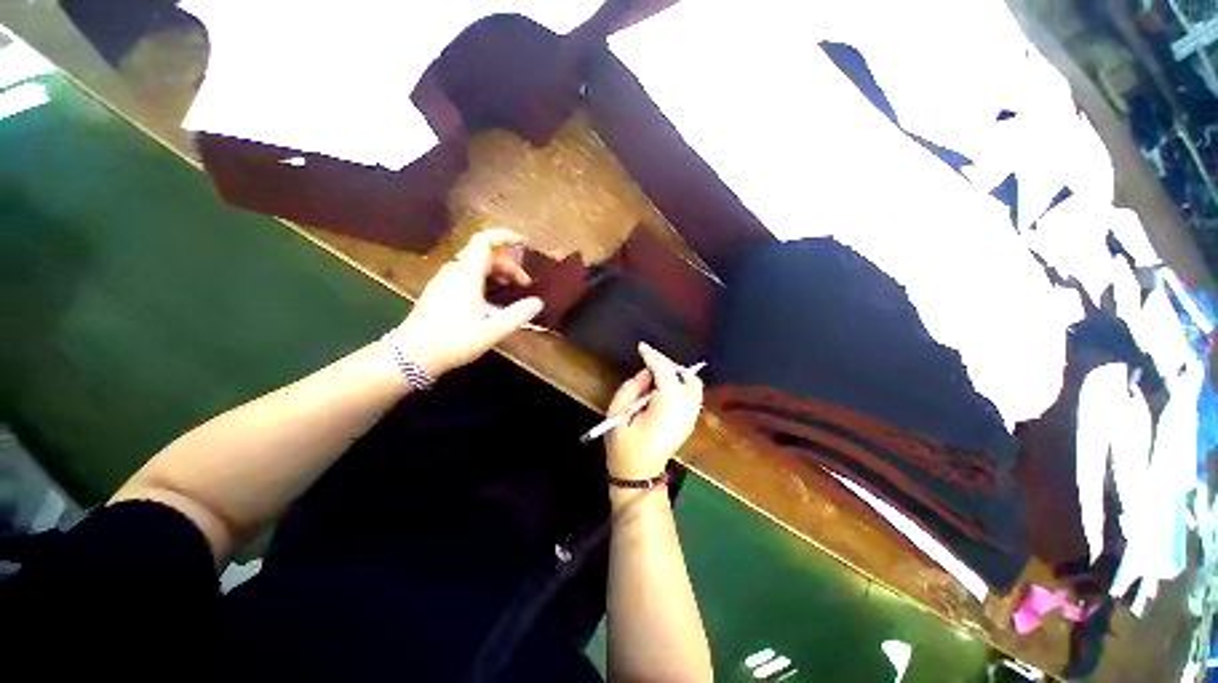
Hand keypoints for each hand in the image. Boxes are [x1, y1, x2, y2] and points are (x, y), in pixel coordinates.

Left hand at [394, 229, 543, 377]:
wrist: (411, 356)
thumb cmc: (453, 341)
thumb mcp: (492, 331)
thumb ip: (517, 315)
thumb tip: (538, 302)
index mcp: (466, 276)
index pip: (484, 241)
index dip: (504, 236)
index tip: (523, 243)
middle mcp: (453, 272)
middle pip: (483, 254)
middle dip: (507, 263)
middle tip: (524, 283)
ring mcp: (442, 281)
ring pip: (473, 264)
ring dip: (495, 271)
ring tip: (510, 288)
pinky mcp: (438, 291)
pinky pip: (464, 274)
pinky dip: (482, 278)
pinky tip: (489, 299)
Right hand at [606, 343, 703, 480]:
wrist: (639, 476)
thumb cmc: (623, 447)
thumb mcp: (617, 415)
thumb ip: (631, 388)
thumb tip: (645, 372)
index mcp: (666, 412)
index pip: (667, 375)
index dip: (655, 358)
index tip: (641, 347)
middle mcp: (684, 413)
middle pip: (685, 377)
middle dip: (667, 362)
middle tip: (648, 356)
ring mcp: (691, 419)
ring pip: (694, 384)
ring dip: (677, 371)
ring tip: (657, 367)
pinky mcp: (690, 421)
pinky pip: (692, 394)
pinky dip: (681, 381)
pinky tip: (665, 381)